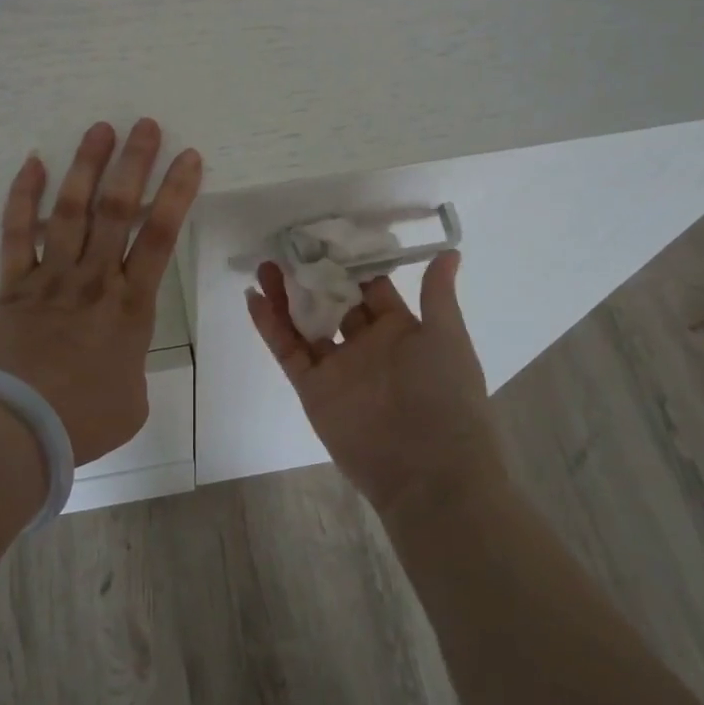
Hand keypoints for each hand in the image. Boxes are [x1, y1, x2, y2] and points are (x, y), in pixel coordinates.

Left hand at [0, 119, 202, 465]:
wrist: (16, 429)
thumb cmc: (82, 421)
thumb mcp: (131, 403)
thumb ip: (132, 370)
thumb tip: (120, 362)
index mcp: (131, 306)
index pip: (160, 237)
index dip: (177, 193)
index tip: (188, 158)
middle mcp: (95, 279)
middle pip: (118, 210)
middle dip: (134, 164)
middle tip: (144, 125)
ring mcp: (51, 277)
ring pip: (72, 210)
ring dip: (87, 167)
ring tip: (99, 129)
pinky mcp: (13, 284)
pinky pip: (17, 233)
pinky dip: (23, 197)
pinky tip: (32, 163)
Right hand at [246, 253, 493, 515]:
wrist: (428, 469)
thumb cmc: (444, 394)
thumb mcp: (447, 337)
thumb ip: (437, 295)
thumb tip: (450, 251)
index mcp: (400, 330)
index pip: (369, 288)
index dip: (349, 263)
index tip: (327, 236)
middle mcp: (365, 345)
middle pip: (332, 302)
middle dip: (312, 276)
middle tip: (289, 247)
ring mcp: (336, 366)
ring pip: (304, 322)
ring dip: (285, 295)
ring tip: (265, 265)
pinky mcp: (312, 388)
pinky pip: (287, 351)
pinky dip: (270, 326)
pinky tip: (254, 297)